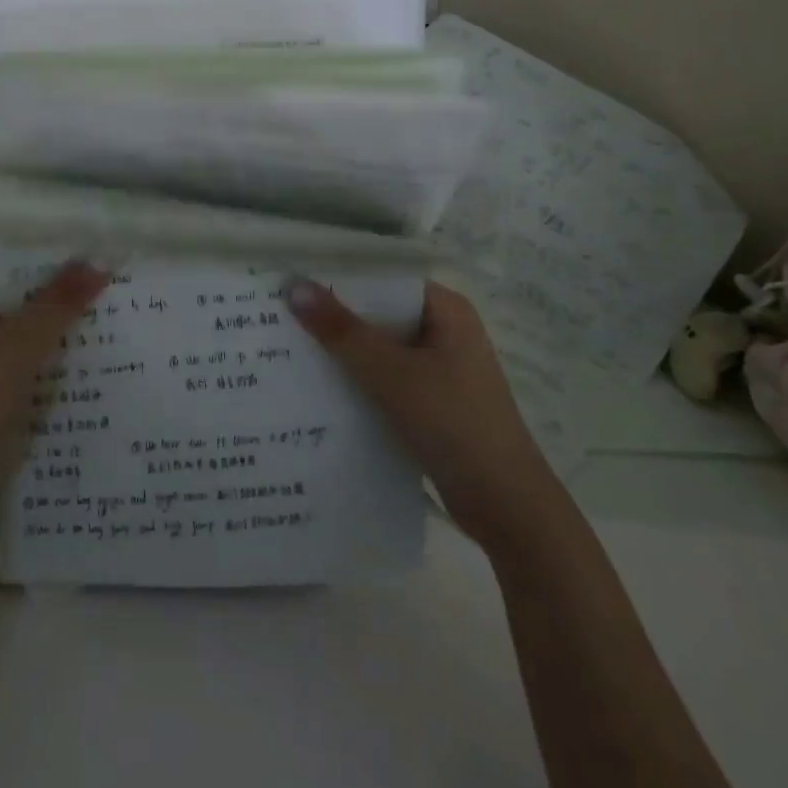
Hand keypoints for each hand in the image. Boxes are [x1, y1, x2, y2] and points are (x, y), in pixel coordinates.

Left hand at [0, 261, 110, 506]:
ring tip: (112, 324)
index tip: (100, 256)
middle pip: (22, 295)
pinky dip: (48, 362)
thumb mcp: (20, 344)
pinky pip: (22, 362)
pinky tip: (85, 367)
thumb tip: (99, 261)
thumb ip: (60, 302)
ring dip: (60, 331)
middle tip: (116, 290)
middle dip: (65, 295)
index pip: (15, 258)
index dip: (56, 255)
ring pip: (25, 331)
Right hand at [286, 279, 563, 555]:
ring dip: (343, 354)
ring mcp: (441, 370)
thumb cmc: (454, 423)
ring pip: (380, 351)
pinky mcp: (433, 404)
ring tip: (289, 352)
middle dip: (335, 320)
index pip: (383, 280)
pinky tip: (320, 392)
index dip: (339, 281)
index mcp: (446, 310)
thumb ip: (342, 331)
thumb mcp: (392, 373)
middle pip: (380, 315)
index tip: (292, 286)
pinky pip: (386, 381)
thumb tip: (293, 286)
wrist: (507, 507)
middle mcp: (445, 332)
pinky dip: (358, 383)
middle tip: (280, 320)